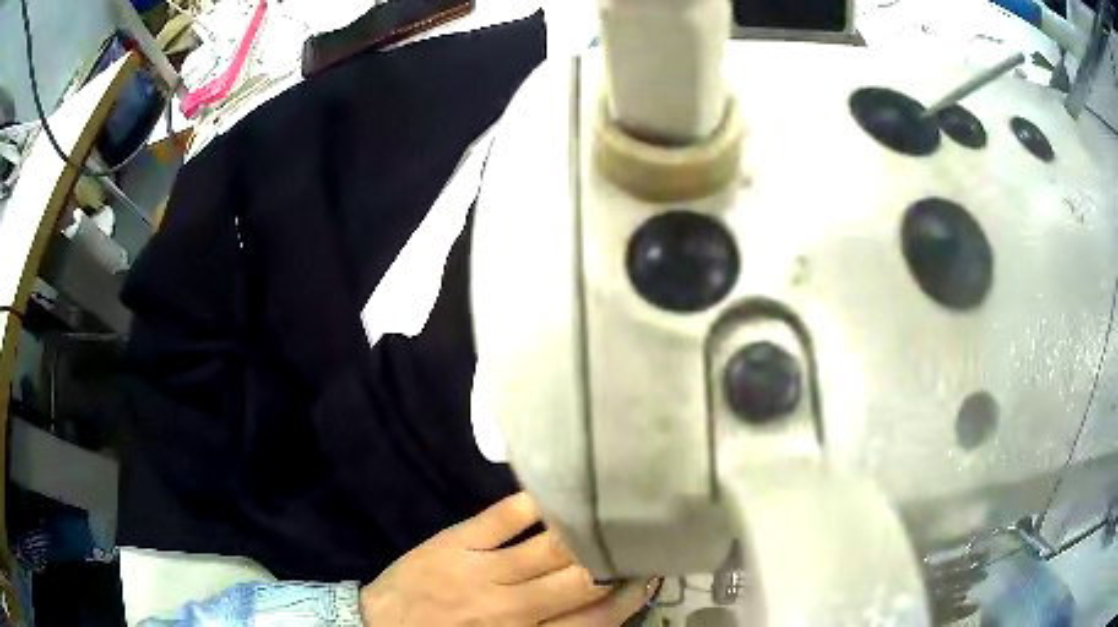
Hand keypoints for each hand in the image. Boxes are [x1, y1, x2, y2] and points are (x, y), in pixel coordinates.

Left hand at [359, 492, 654, 625]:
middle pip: (581, 579)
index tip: (648, 574)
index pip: (595, 619)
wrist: (380, 624)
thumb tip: (595, 607)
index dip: (628, 596)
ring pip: (549, 547)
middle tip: (639, 535)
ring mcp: (483, 571)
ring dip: (583, 528)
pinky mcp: (456, 543)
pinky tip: (556, 491)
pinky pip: (502, 519)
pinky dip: (533, 504)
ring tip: (610, 507)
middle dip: (615, 557)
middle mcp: (513, 607)